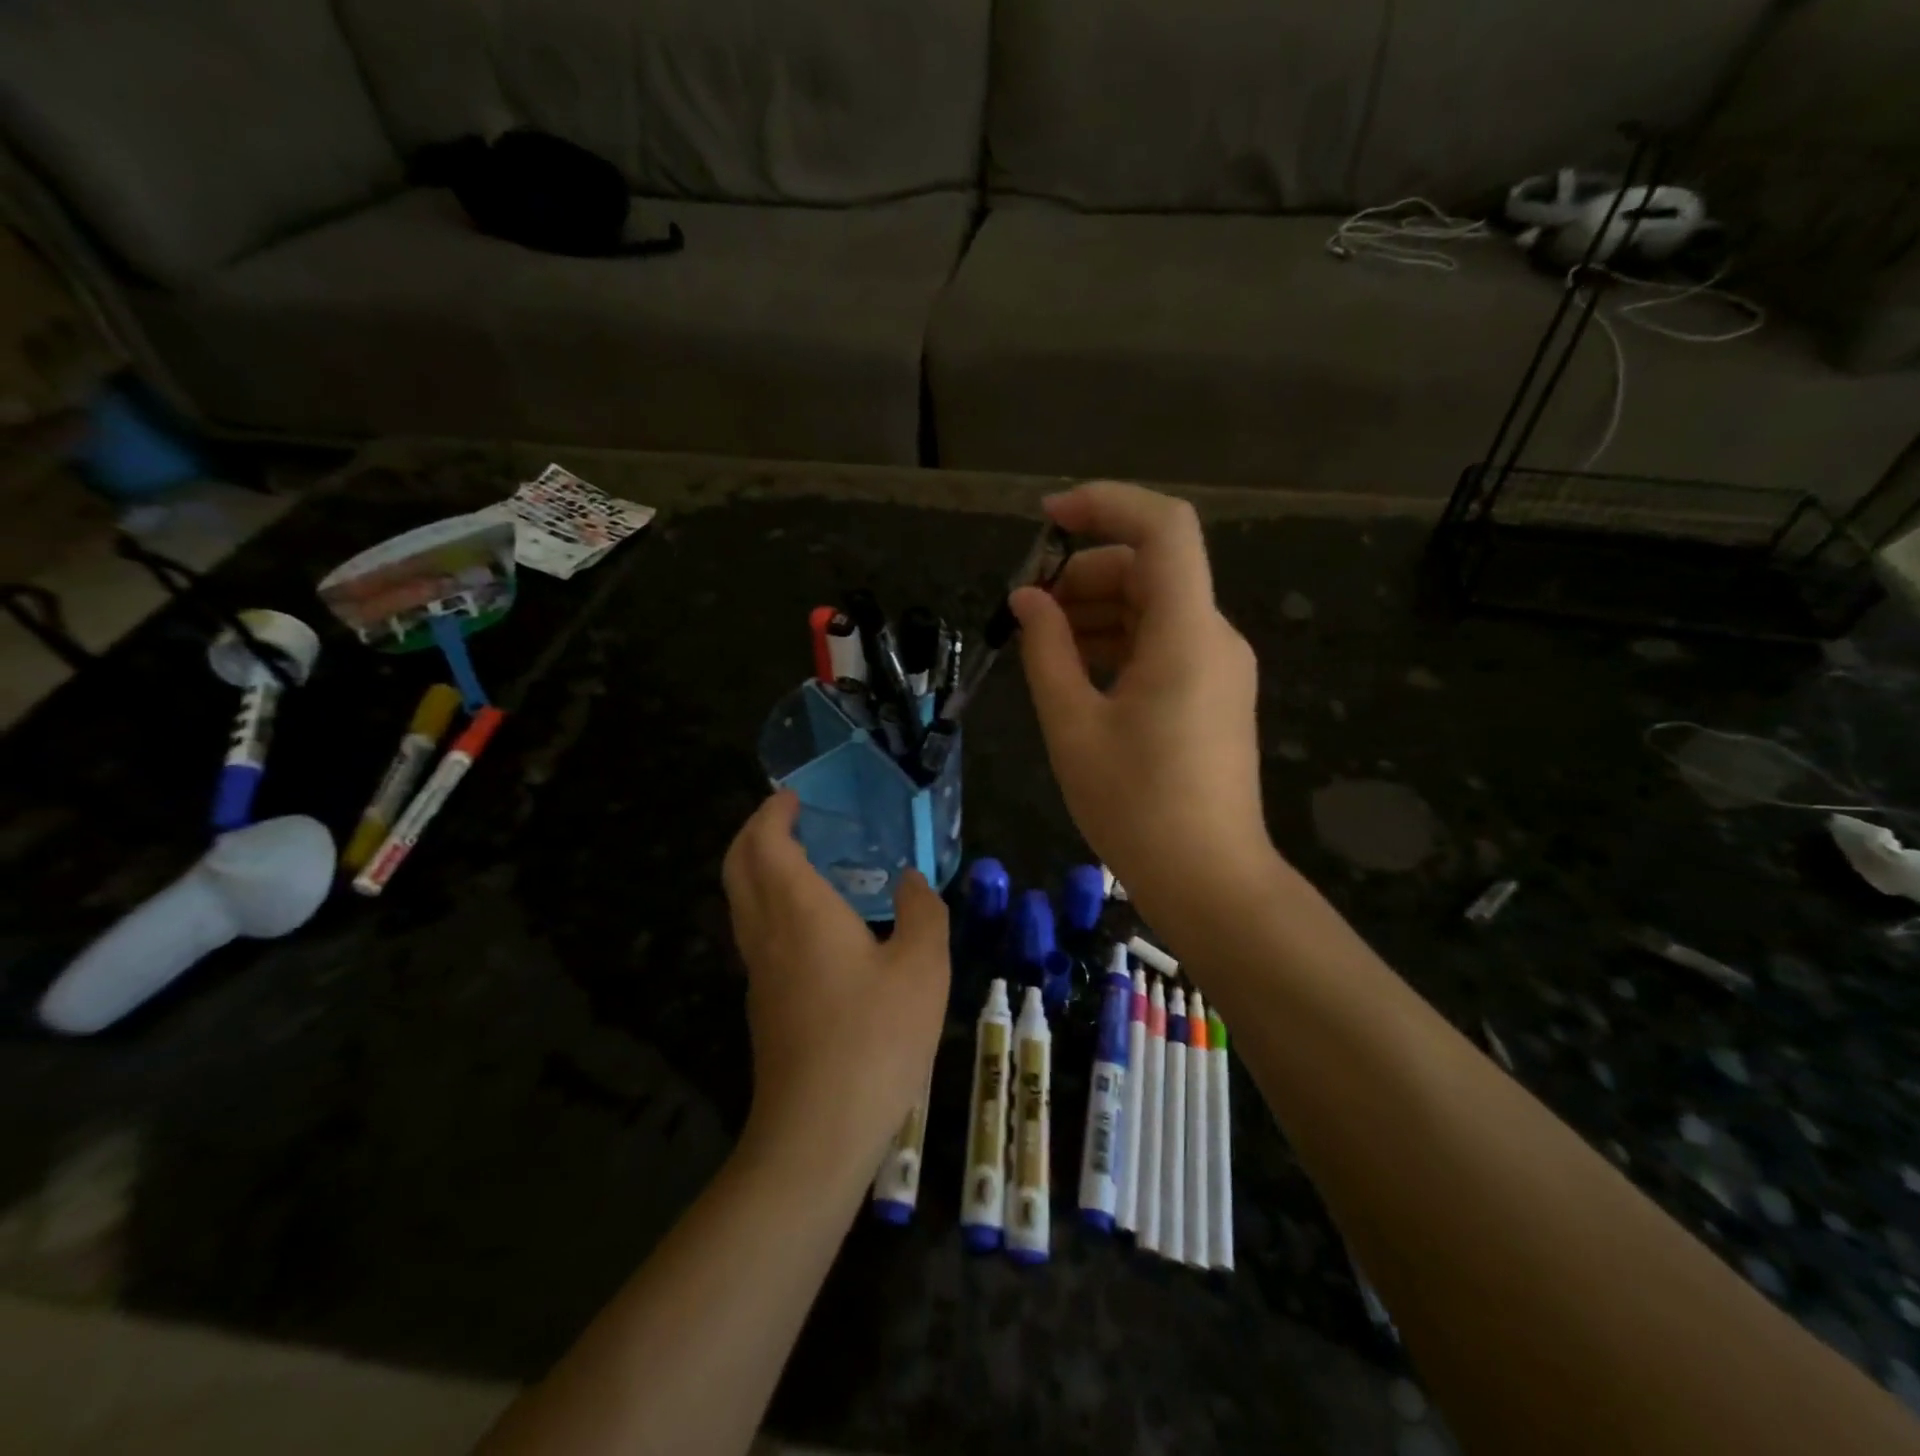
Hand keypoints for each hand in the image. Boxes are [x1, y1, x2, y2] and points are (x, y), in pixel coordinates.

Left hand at [721, 792, 950, 1176]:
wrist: (817, 1132)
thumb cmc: (874, 1038)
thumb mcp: (922, 967)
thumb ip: (921, 913)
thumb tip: (912, 881)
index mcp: (799, 910)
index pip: (765, 843)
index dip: (773, 813)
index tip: (793, 796)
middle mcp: (767, 933)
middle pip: (739, 866)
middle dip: (755, 833)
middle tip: (788, 818)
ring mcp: (759, 972)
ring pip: (742, 902)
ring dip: (759, 868)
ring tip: (803, 860)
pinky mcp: (764, 1004)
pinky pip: (756, 932)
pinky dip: (770, 903)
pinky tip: (812, 922)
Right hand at [1012, 481, 1272, 922]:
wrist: (1209, 879)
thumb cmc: (1135, 805)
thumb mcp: (1073, 725)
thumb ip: (1046, 650)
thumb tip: (1028, 600)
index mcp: (1186, 633)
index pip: (1163, 527)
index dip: (1105, 505)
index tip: (1046, 520)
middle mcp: (1213, 635)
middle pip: (1152, 567)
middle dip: (1085, 571)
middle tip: (1028, 609)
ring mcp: (1219, 665)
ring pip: (1156, 605)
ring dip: (1098, 607)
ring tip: (1042, 642)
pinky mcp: (1213, 692)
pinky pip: (1164, 641)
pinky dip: (1119, 640)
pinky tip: (1076, 669)